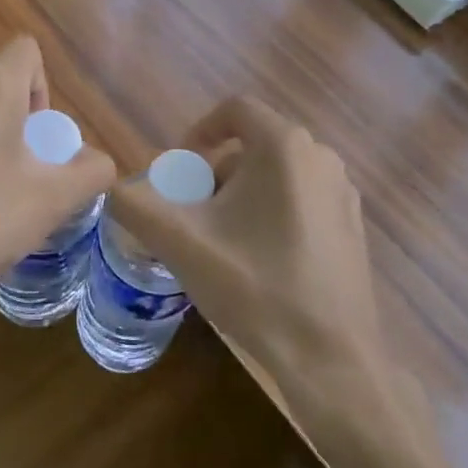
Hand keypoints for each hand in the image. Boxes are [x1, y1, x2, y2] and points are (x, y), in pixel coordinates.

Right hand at [107, 97, 384, 418]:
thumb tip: (114, 190)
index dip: (198, 132)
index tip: (178, 170)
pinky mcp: (353, 225)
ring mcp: (343, 192)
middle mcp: (321, 157)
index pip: (234, 110)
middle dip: (215, 174)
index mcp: (284, 146)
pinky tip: (259, 262)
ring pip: (277, 175)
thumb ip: (135, 205)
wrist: (330, 358)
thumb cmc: (255, 287)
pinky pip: (301, 199)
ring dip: (241, 196)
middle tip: (193, 217)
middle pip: (253, 146)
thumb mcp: (181, 243)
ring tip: (221, 243)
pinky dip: (271, 214)